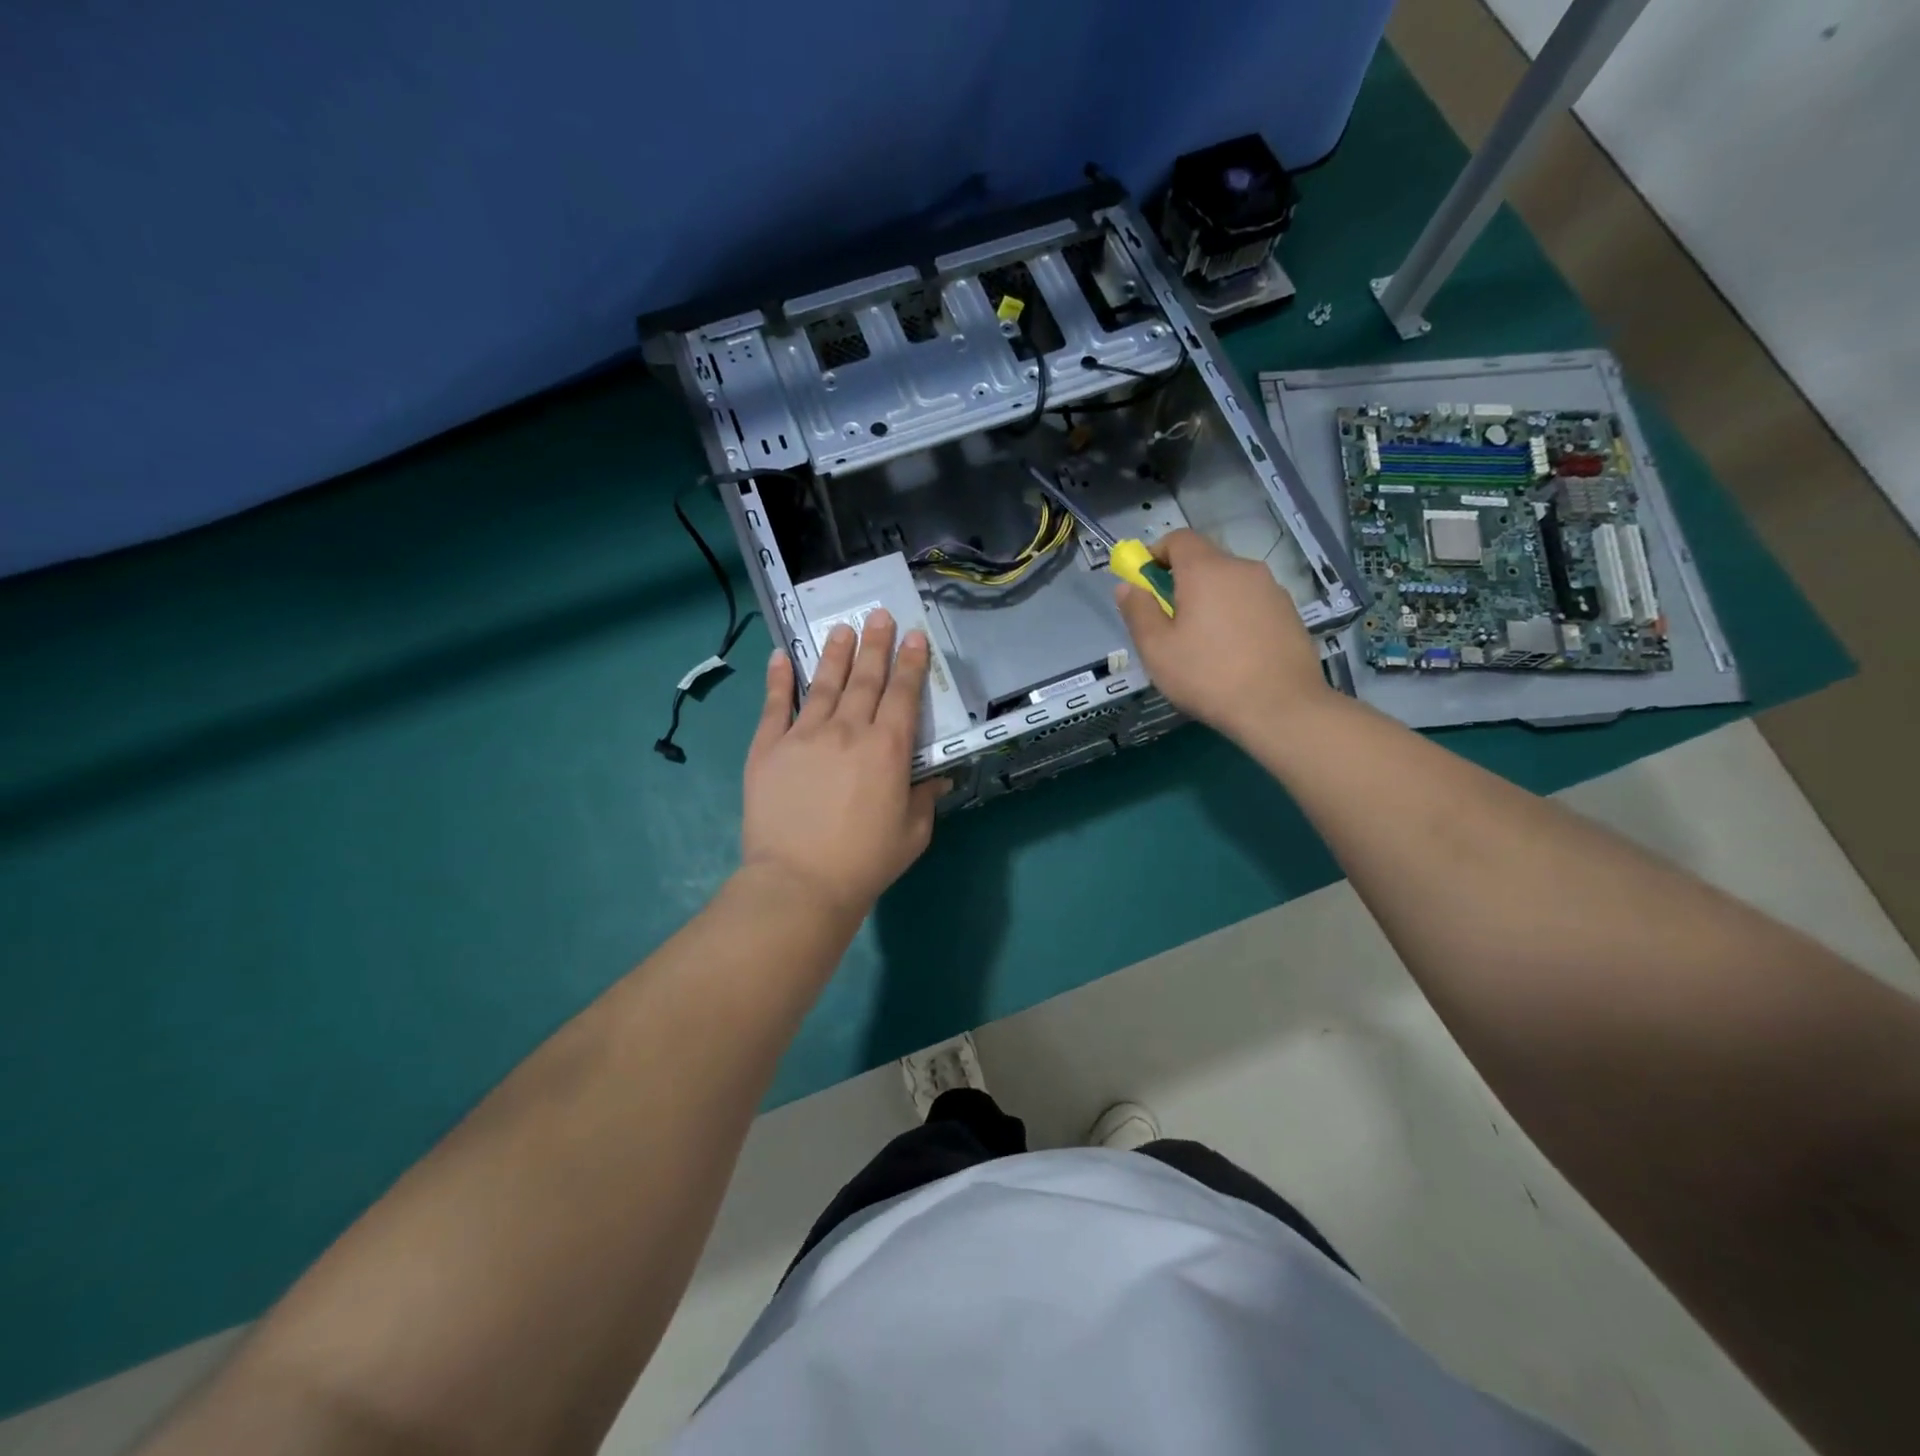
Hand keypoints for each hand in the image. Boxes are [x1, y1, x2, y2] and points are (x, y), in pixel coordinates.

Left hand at [740, 610, 946, 923]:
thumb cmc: (865, 862)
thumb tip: (937, 778)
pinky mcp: (767, 748)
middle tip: (879, 615)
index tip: (913, 636)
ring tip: (842, 629)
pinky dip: (778, 679)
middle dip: (875, 644)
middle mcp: (847, 731)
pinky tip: (780, 657)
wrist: (800, 882)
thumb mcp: (912, 834)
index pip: (902, 694)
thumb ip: (924, 799)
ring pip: (824, 684)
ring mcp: (803, 735)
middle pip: (865, 679)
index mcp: (887, 749)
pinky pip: (774, 706)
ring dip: (835, 654)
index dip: (910, 663)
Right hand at [1114, 529, 1330, 743]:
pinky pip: (1252, 602)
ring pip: (1230, 583)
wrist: (1281, 708)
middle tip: (1171, 622)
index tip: (1145, 584)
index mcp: (1206, 570)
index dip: (1156, 554)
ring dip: (1211, 600)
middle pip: (1205, 560)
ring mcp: (1271, 589)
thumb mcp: (1157, 649)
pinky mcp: (1290, 612)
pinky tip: (1234, 653)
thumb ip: (1138, 611)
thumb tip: (1127, 586)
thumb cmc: (1208, 676)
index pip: (1178, 538)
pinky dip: (1236, 615)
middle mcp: (1242, 568)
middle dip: (1182, 582)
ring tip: (1205, 643)